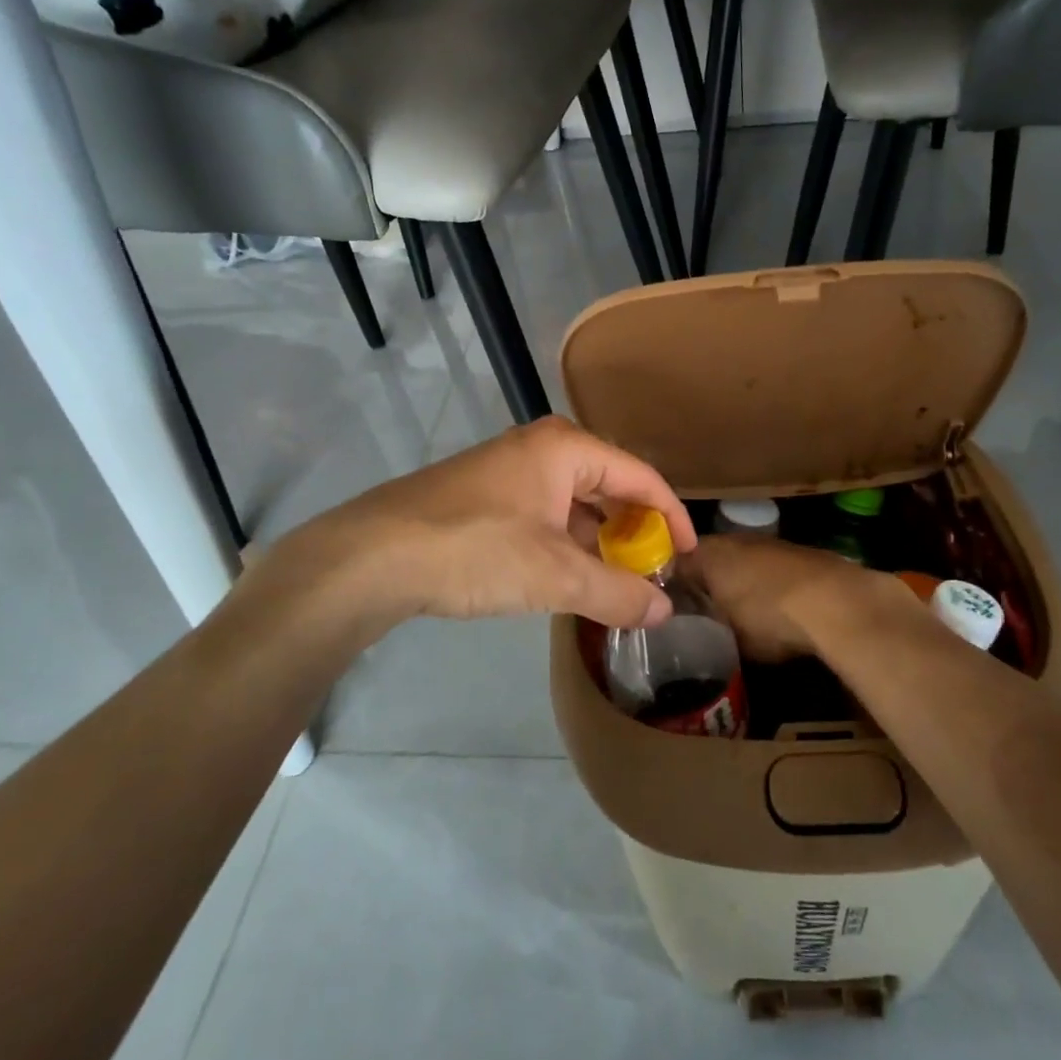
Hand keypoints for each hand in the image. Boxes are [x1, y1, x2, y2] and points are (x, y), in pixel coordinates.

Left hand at [238, 418, 697, 637]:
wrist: (371, 556)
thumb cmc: (475, 550)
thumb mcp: (555, 576)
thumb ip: (616, 592)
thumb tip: (662, 611)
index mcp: (565, 449)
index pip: (640, 477)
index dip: (672, 516)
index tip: (689, 555)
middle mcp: (540, 448)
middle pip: (608, 487)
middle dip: (633, 531)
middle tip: (651, 573)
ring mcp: (507, 470)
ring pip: (573, 504)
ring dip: (598, 542)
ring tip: (615, 583)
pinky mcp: (483, 496)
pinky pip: (543, 515)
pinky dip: (565, 544)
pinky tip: (566, 577)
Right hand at [685, 534, 906, 661]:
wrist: (835, 601)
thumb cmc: (769, 616)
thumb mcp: (728, 634)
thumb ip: (707, 626)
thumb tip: (697, 629)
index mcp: (708, 553)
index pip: (677, 563)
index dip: (671, 584)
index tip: (670, 606)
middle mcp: (734, 539)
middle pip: (710, 558)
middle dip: (706, 582)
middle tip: (701, 612)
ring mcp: (769, 543)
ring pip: (742, 561)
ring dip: (739, 581)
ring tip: (738, 612)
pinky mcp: (798, 552)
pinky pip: (769, 568)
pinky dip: (767, 584)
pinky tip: (774, 608)